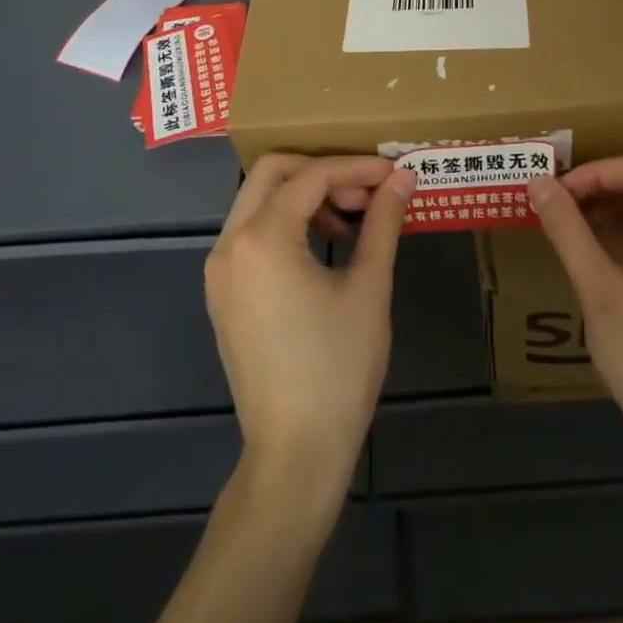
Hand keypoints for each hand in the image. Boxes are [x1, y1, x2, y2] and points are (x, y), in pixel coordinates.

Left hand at [205, 154, 415, 499]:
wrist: (294, 453)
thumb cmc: (337, 368)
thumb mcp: (368, 288)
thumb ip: (383, 223)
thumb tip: (402, 178)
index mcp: (262, 239)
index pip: (311, 176)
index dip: (356, 168)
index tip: (393, 173)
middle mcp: (230, 244)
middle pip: (273, 172)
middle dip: (323, 170)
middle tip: (365, 191)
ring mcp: (219, 270)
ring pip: (259, 199)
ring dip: (304, 195)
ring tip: (351, 219)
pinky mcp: (223, 292)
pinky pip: (252, 232)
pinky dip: (286, 221)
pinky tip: (323, 245)